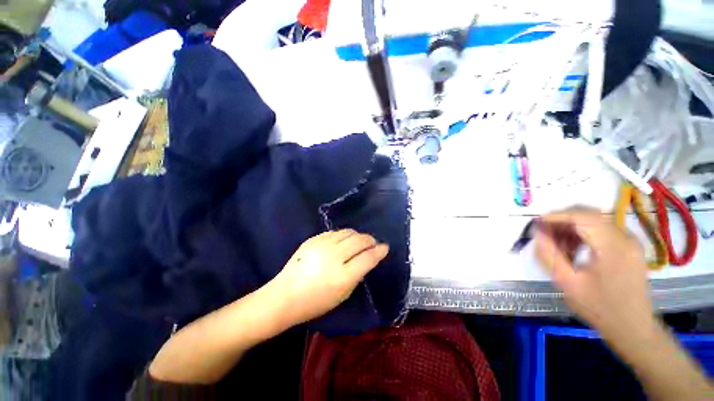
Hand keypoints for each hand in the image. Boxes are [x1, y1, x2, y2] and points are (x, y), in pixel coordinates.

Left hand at [270, 230, 388, 325]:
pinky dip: (343, 235)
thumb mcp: (342, 295)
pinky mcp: (313, 239)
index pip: (368, 257)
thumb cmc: (315, 302)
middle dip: (370, 240)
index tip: (385, 247)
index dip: (379, 251)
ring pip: (347, 232)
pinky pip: (334, 232)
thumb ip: (357, 275)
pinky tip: (342, 241)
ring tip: (359, 241)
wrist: (285, 296)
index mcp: (343, 276)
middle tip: (372, 243)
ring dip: (357, 235)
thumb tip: (367, 259)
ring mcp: (322, 245)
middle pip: (359, 240)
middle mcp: (334, 257)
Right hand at [534, 208, 653, 341]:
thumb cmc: (599, 307)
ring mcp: (629, 241)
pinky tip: (572, 248)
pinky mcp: (628, 247)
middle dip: (562, 221)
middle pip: (589, 215)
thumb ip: (549, 254)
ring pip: (594, 221)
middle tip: (543, 233)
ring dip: (572, 228)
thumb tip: (537, 232)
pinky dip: (583, 234)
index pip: (582, 217)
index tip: (535, 223)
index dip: (556, 216)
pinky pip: (601, 230)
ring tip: (556, 243)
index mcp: (613, 246)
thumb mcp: (567, 282)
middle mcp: (625, 237)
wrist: (632, 327)